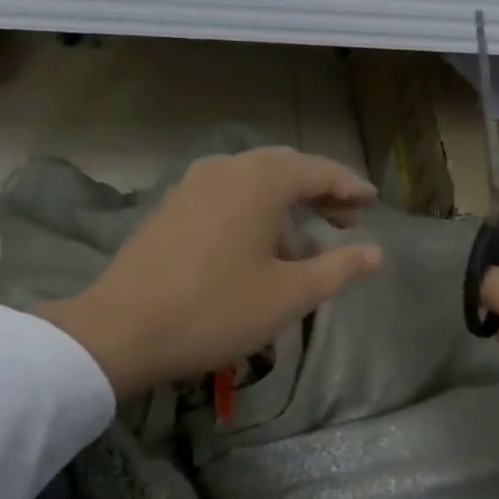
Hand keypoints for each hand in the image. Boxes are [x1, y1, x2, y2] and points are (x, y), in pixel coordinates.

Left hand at [34, 149, 383, 397]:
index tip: (372, 203)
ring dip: (283, 208)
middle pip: (284, 170)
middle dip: (318, 193)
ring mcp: (192, 185)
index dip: (349, 187)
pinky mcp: (170, 207)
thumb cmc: (215, 311)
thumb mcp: (288, 296)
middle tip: (346, 221)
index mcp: (260, 180)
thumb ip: (338, 269)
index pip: (318, 171)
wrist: (122, 330)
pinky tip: (253, 250)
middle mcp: (225, 168)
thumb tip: (375, 253)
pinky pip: (225, 197)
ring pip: (252, 184)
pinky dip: (251, 213)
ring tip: (300, 249)